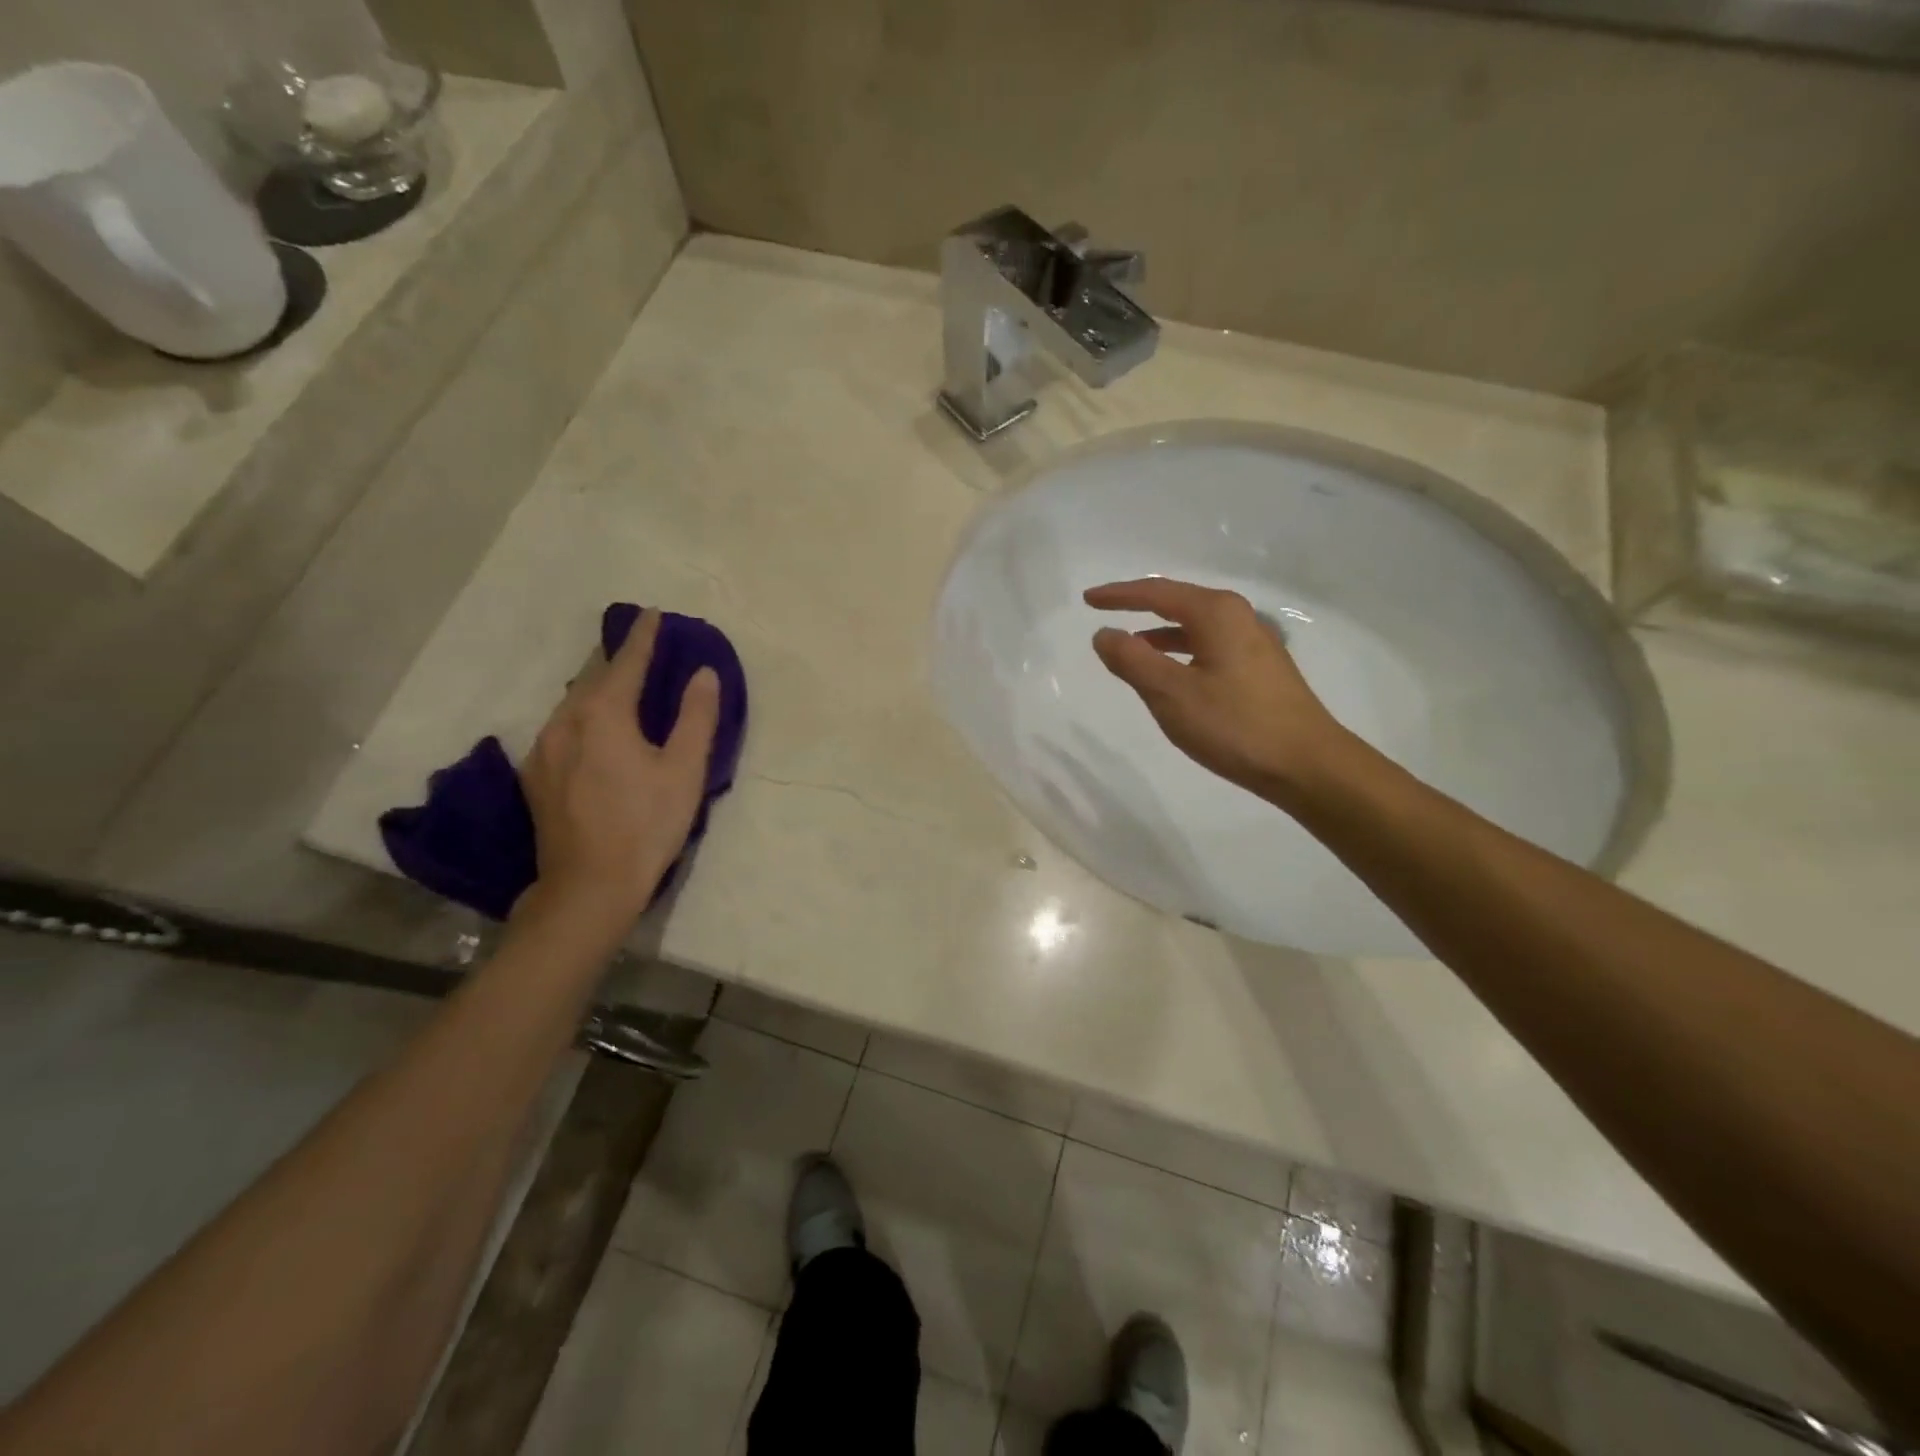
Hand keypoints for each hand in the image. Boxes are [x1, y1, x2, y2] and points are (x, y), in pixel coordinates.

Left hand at [518, 609, 719, 928]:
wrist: (588, 887)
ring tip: (619, 686)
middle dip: (616, 659)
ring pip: (572, 703)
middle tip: (640, 648)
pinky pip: (561, 728)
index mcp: (603, 714)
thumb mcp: (685, 771)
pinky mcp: (535, 776)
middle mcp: (564, 721)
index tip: (653, 614)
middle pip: (592, 677)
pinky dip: (582, 716)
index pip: (626, 662)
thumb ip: (696, 717)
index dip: (643, 637)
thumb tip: (703, 673)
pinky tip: (594, 731)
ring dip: (597, 688)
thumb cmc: (646, 825)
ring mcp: (543, 749)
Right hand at [1085, 577, 1350, 805]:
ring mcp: (1253, 643)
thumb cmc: (1234, 725)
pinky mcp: (1260, 670)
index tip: (1087, 600)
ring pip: (1194, 627)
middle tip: (1106, 614)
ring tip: (1129, 648)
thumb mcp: (1171, 693)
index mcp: (1215, 613)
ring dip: (1159, 634)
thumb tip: (1104, 634)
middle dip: (1139, 608)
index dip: (1118, 595)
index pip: (1156, 592)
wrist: (1306, 765)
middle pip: (1178, 602)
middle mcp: (1238, 617)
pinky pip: (1208, 647)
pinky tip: (1170, 674)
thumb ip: (1132, 660)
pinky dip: (1180, 653)